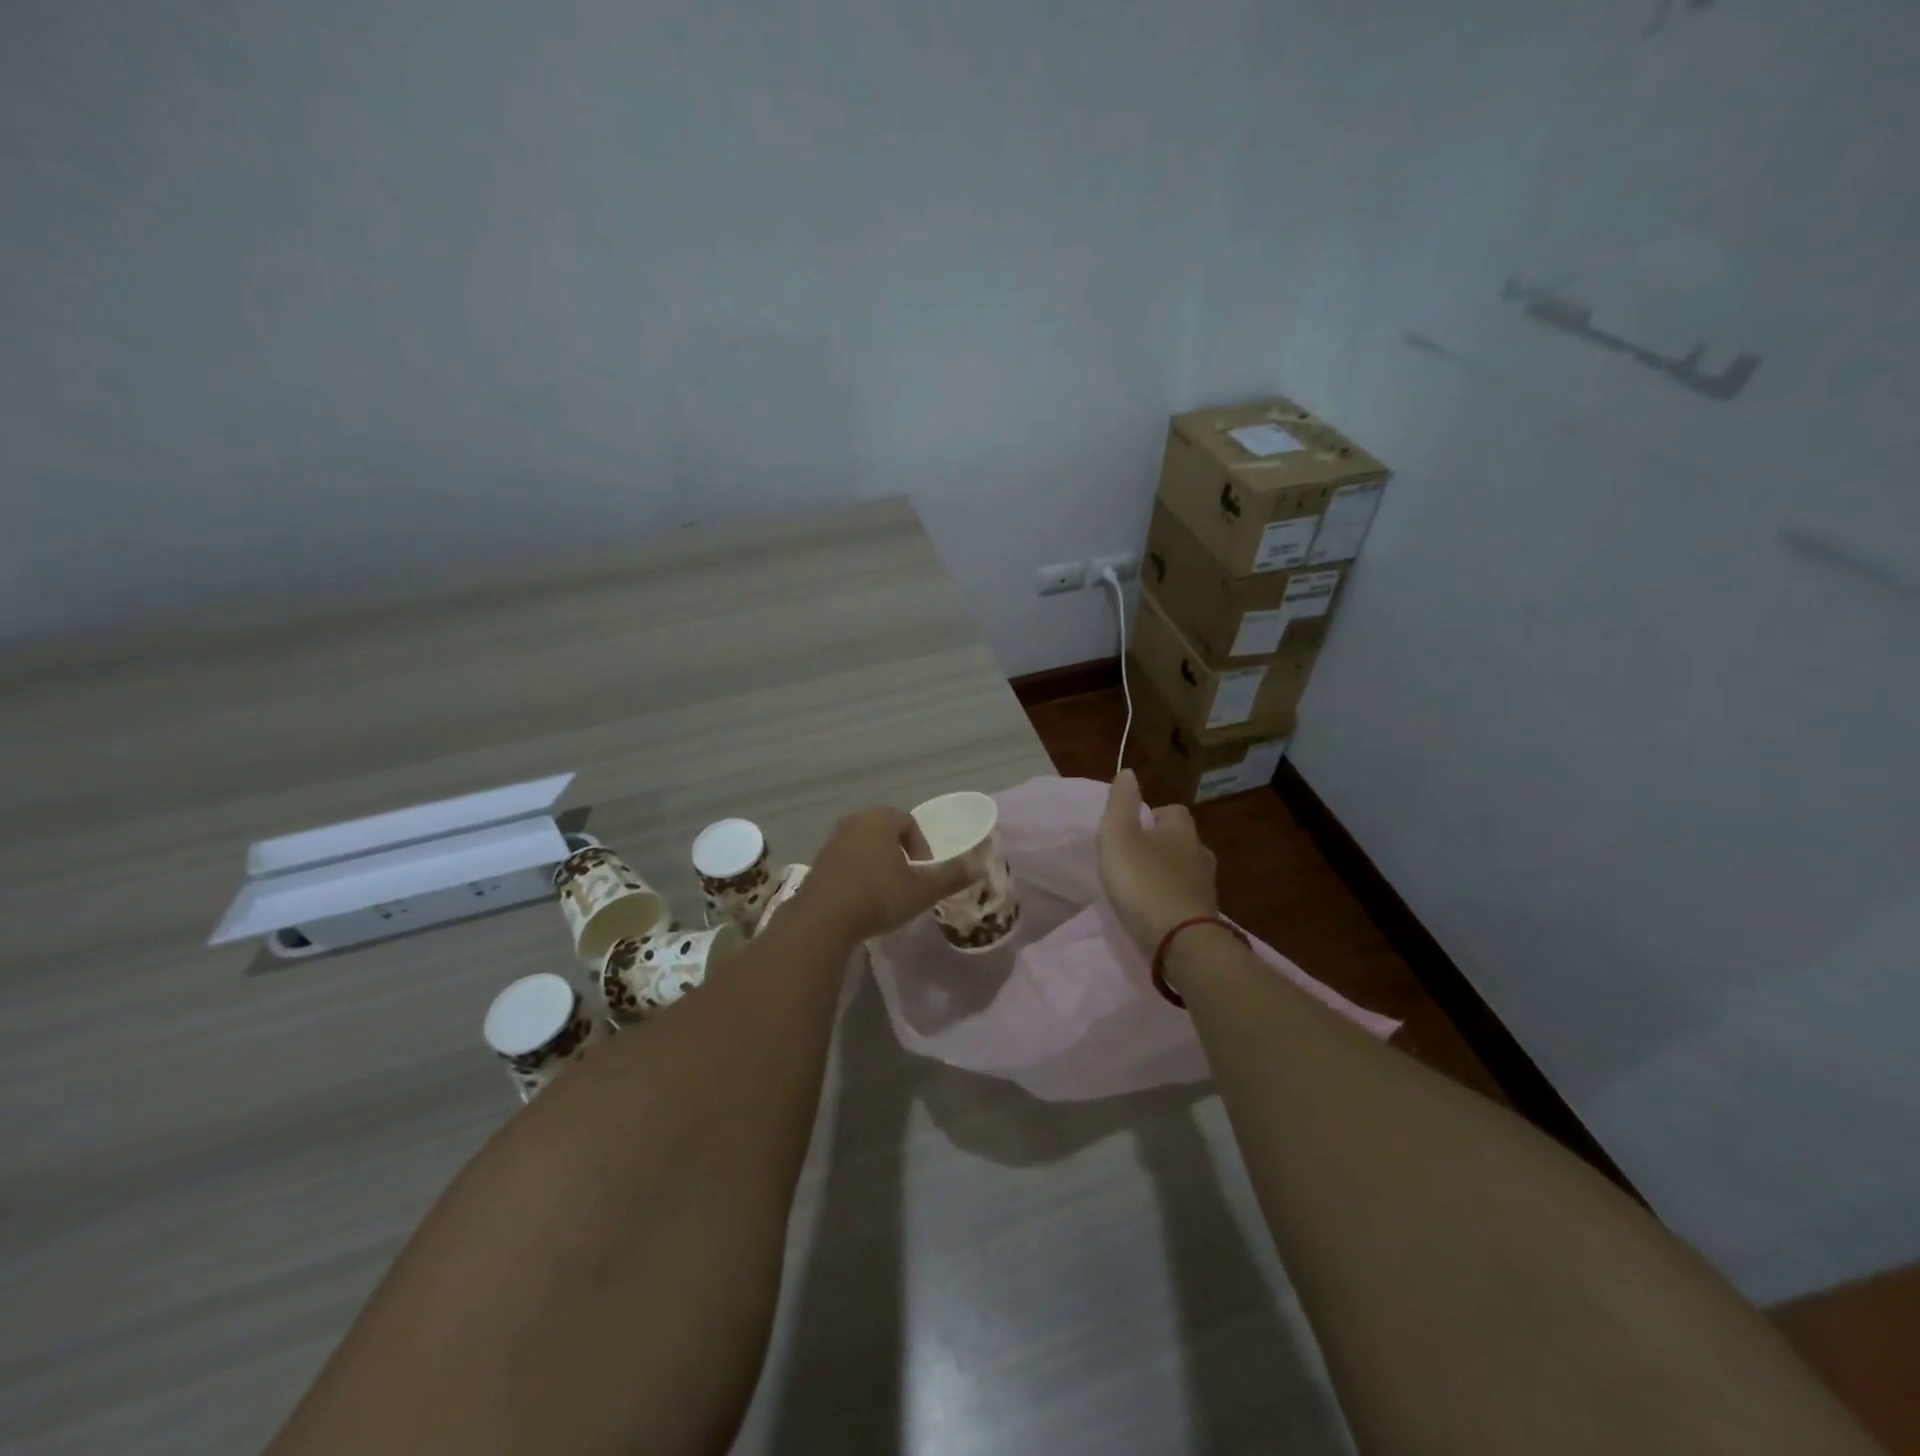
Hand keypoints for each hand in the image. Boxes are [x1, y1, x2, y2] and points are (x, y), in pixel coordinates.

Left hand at [796, 807, 974, 943]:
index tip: (923, 873)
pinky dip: (858, 871)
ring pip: (865, 844)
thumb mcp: (921, 891)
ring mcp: (832, 840)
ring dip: (878, 862)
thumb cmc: (878, 897)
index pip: (909, 822)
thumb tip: (980, 865)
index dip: (922, 847)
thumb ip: (951, 877)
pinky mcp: (818, 861)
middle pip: (885, 830)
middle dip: (900, 852)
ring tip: (885, 890)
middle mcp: (854, 822)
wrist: (823, 920)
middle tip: (907, 880)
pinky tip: (861, 897)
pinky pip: (847, 859)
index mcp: (880, 820)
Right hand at [1097, 770, 1218, 952]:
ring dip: (1168, 875)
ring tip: (1142, 887)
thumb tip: (1128, 772)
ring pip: (1187, 871)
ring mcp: (1207, 889)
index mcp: (1183, 830)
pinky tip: (1155, 912)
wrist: (1179, 941)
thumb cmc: (1143, 881)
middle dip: (1162, 846)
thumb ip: (1120, 803)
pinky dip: (1172, 901)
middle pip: (1182, 841)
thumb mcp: (1119, 835)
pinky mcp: (1205, 918)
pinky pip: (1187, 899)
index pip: (1173, 811)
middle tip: (1134, 858)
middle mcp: (1201, 854)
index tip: (1133, 828)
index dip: (1153, 815)